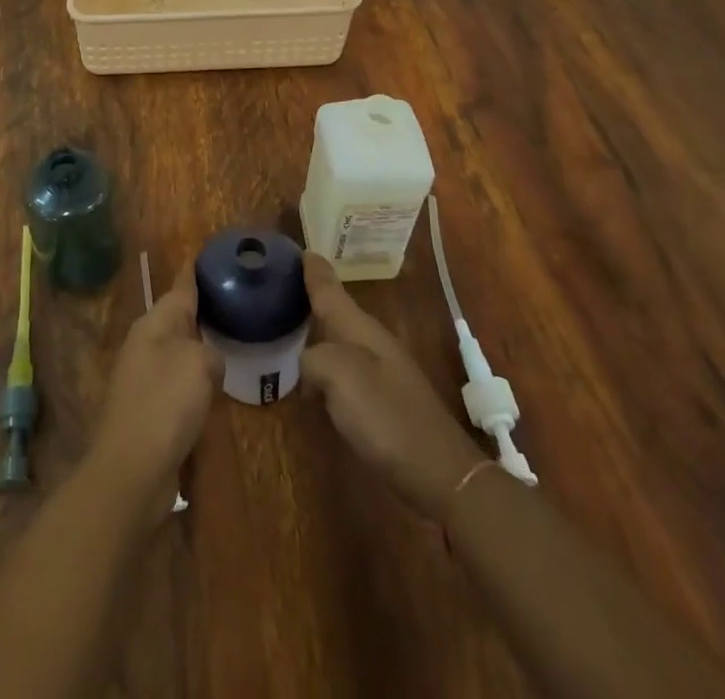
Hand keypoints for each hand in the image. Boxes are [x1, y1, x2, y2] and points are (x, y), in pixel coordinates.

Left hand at [90, 265, 221, 497]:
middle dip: (203, 310)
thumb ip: (210, 351)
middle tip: (235, 300)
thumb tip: (209, 360)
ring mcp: (144, 378)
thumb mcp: (198, 365)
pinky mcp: (149, 409)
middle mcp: (145, 344)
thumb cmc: (165, 404)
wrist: (132, 469)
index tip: (210, 255)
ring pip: (179, 351)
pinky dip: (196, 379)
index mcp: (154, 324)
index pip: (180, 288)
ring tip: (232, 339)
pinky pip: (178, 382)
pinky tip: (215, 385)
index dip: (196, 272)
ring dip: (201, 346)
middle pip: (178, 318)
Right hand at [300, 252, 484, 518]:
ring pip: (340, 341)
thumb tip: (308, 365)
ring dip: (318, 332)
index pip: (331, 290)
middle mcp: (372, 343)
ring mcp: (381, 373)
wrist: (441, 474)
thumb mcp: (341, 377)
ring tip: (290, 328)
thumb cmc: (388, 418)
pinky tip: (313, 381)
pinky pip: (345, 371)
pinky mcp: (383, 402)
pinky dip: (325, 367)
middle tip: (283, 287)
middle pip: (336, 312)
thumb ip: (314, 359)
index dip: (314, 271)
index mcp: (361, 329)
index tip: (300, 250)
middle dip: (313, 297)